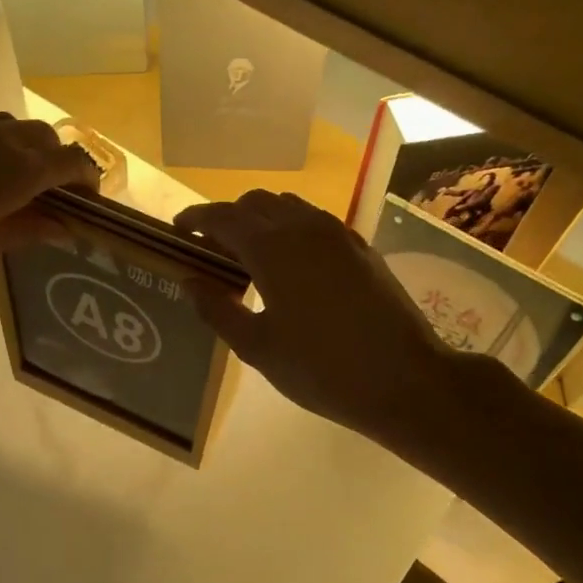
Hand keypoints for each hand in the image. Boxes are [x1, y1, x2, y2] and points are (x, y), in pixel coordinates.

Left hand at [0, 114, 97, 309]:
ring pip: (3, 126)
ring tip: (10, 185)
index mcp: (13, 170)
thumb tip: (66, 224)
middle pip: (40, 136)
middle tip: (51, 196)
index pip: (69, 160)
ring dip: (19, 149)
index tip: (89, 201)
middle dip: (56, 160)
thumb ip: (28, 229)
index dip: (87, 178)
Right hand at [175, 191, 515, 445]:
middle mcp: (304, 227)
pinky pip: (314, 222)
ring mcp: (337, 234)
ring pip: (288, 207)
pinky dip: (290, 229)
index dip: (195, 220)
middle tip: (211, 250)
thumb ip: (217, 309)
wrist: (405, 379)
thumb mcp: (257, 347)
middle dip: (227, 219)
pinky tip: (290, 266)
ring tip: (249, 256)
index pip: (222, 217)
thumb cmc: (321, 369)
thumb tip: (190, 280)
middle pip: (255, 203)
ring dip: (260, 220)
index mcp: (273, 248)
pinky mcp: (359, 247)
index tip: (177, 232)